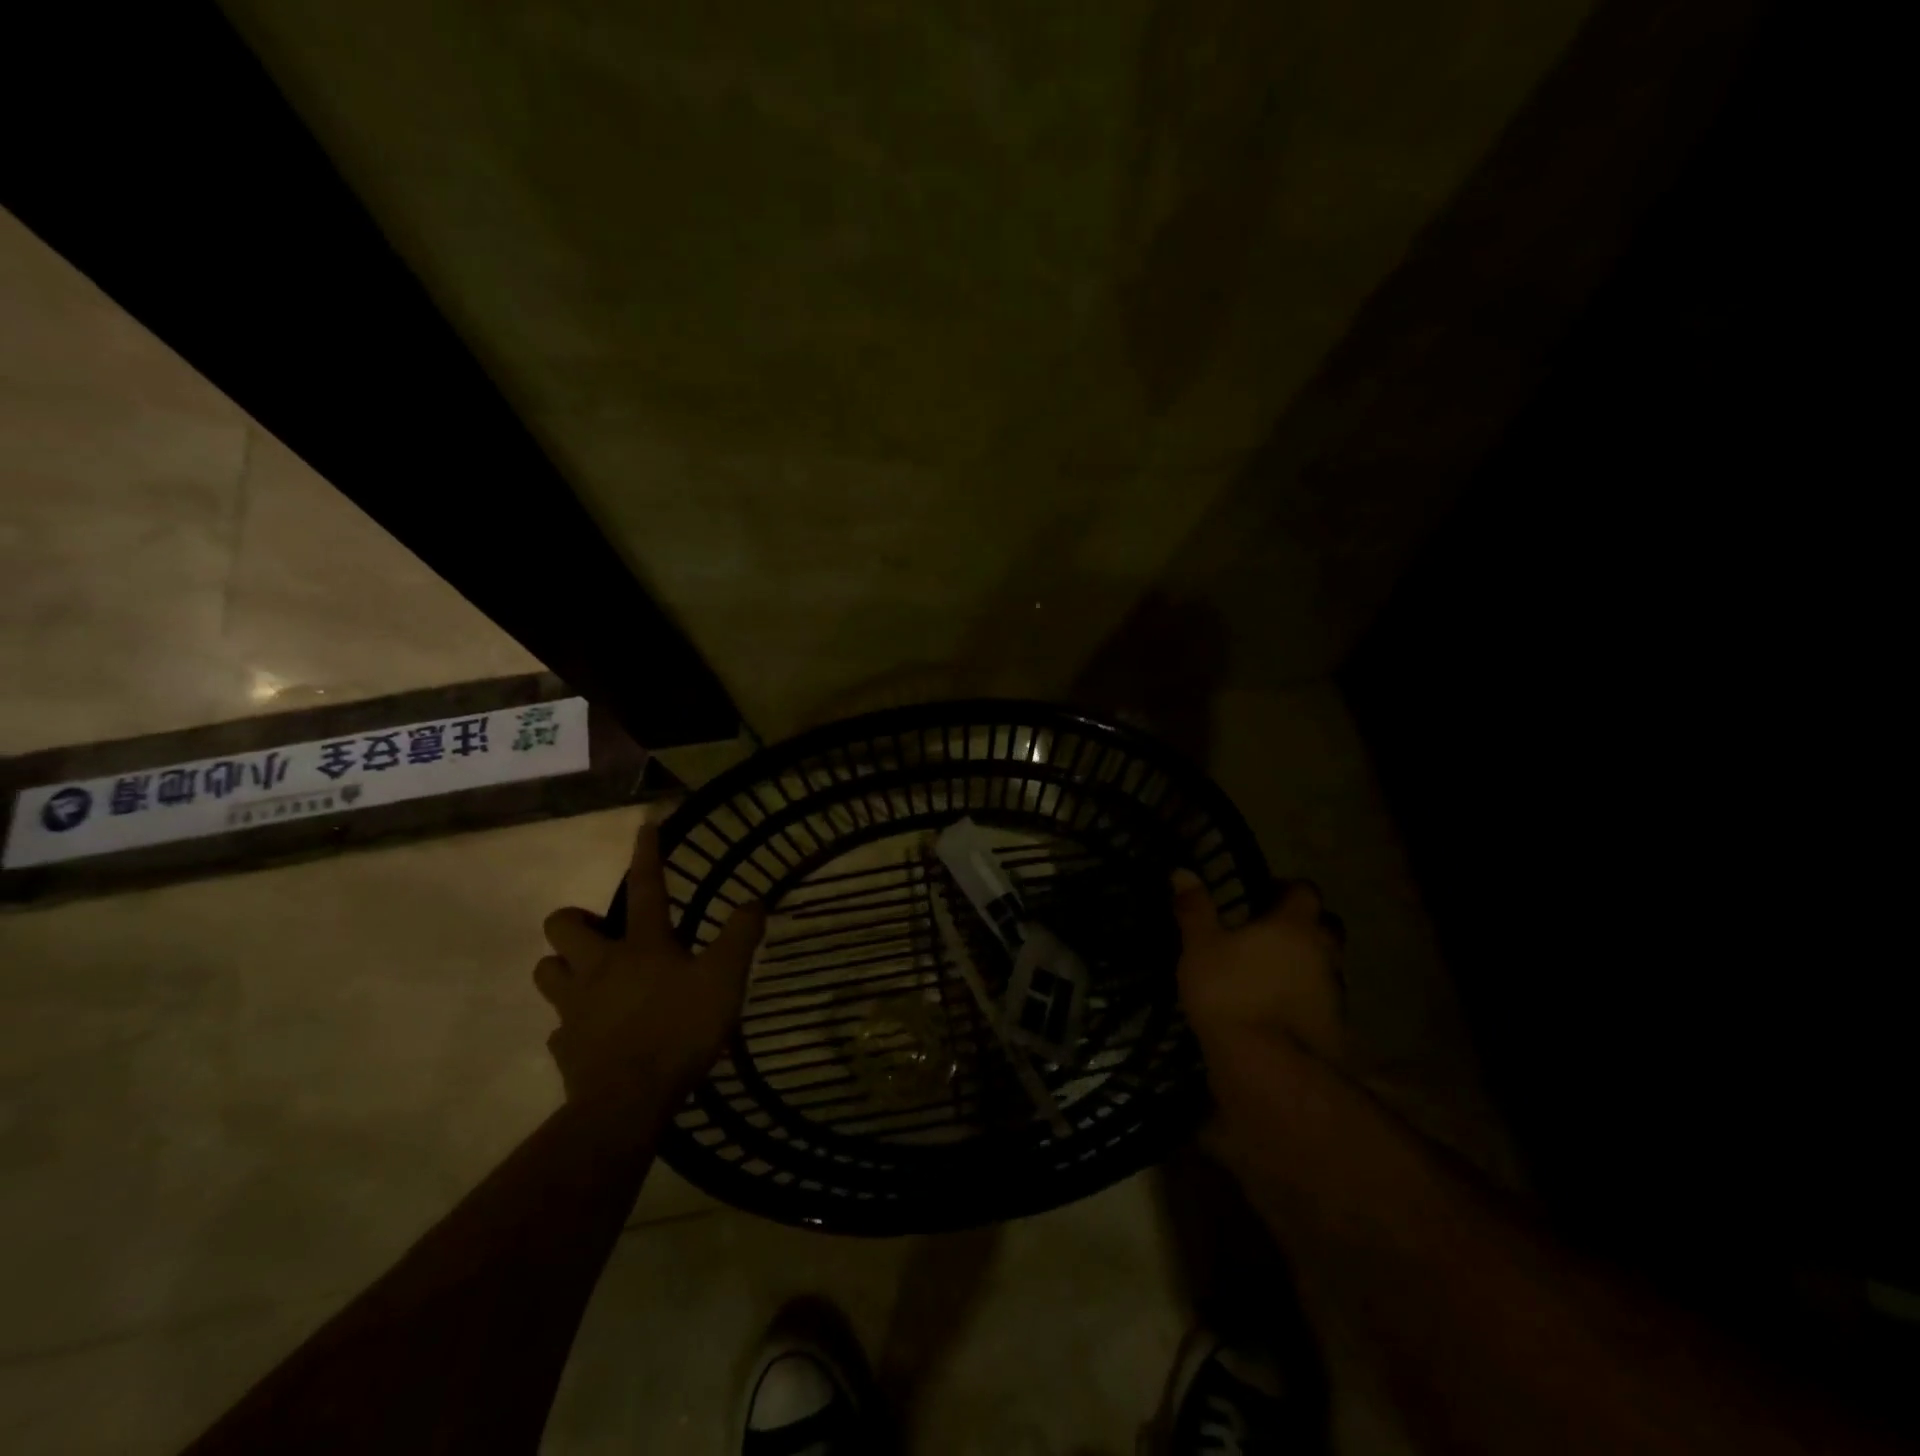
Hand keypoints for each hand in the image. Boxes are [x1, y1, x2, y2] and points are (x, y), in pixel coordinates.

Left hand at [535, 823, 765, 1103]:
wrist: (628, 1102)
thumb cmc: (680, 1029)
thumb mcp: (725, 978)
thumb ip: (741, 937)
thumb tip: (756, 900)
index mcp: (641, 945)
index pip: (646, 888)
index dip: (646, 855)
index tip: (644, 826)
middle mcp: (599, 967)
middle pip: (562, 927)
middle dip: (576, 922)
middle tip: (604, 934)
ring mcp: (574, 1008)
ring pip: (546, 971)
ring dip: (563, 967)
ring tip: (591, 977)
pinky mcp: (565, 1048)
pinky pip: (560, 1027)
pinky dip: (573, 1024)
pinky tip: (595, 1033)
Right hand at [1173, 870, 1345, 1065]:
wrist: (1267, 1068)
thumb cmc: (1230, 993)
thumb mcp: (1200, 947)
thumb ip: (1195, 909)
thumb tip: (1182, 871)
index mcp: (1294, 925)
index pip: (1305, 891)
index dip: (1286, 889)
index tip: (1262, 895)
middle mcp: (1324, 952)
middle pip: (1326, 926)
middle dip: (1304, 925)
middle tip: (1271, 931)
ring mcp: (1334, 993)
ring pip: (1327, 965)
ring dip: (1307, 963)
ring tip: (1272, 971)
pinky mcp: (1334, 1029)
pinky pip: (1322, 1001)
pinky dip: (1305, 998)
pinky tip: (1278, 1007)